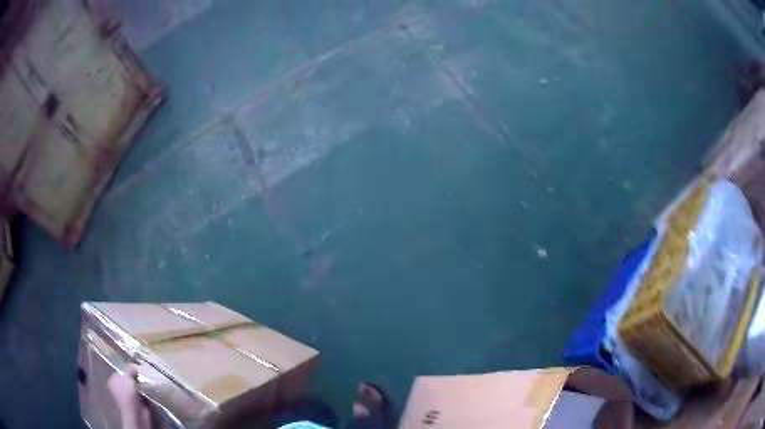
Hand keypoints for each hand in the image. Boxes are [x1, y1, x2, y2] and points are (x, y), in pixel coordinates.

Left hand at [107, 364, 151, 428]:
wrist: (136, 413)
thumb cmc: (128, 394)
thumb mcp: (128, 377)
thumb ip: (130, 368)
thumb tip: (134, 364)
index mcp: (112, 380)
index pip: (120, 371)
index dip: (127, 369)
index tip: (135, 368)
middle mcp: (118, 387)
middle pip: (127, 378)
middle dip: (134, 377)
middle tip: (142, 375)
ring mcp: (127, 396)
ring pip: (134, 386)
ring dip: (140, 385)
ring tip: (146, 382)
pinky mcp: (136, 402)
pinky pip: (140, 394)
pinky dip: (144, 392)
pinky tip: (147, 391)